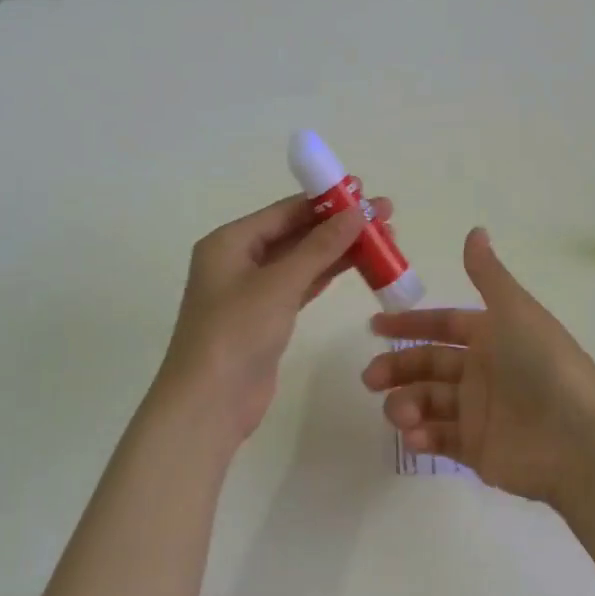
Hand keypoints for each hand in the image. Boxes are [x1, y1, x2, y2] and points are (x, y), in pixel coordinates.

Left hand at [155, 193, 389, 443]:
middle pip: (296, 232)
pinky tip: (359, 265)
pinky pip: (302, 285)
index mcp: (230, 241)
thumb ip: (320, 246)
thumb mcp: (280, 283)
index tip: (365, 191)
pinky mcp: (267, 318)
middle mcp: (239, 259)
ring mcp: (253, 290)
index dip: (326, 200)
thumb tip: (358, 212)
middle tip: (385, 216)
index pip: (285, 210)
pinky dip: (328, 275)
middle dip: (339, 224)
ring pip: (303, 260)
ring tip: (383, 239)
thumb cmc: (236, 332)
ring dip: (339, 249)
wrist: (209, 403)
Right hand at [362, 227, 594, 505]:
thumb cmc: (543, 365)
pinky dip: (422, 436)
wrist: (579, 440)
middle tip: (370, 378)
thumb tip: (475, 230)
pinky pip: (440, 440)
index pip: (442, 326)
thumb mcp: (514, 311)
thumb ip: (487, 275)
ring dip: (406, 404)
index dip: (410, 324)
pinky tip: (415, 436)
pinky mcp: (478, 451)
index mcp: (493, 336)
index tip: (375, 326)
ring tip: (400, 414)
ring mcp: (480, 412)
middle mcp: (483, 371)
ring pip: (428, 402)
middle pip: (428, 365)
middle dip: (397, 368)